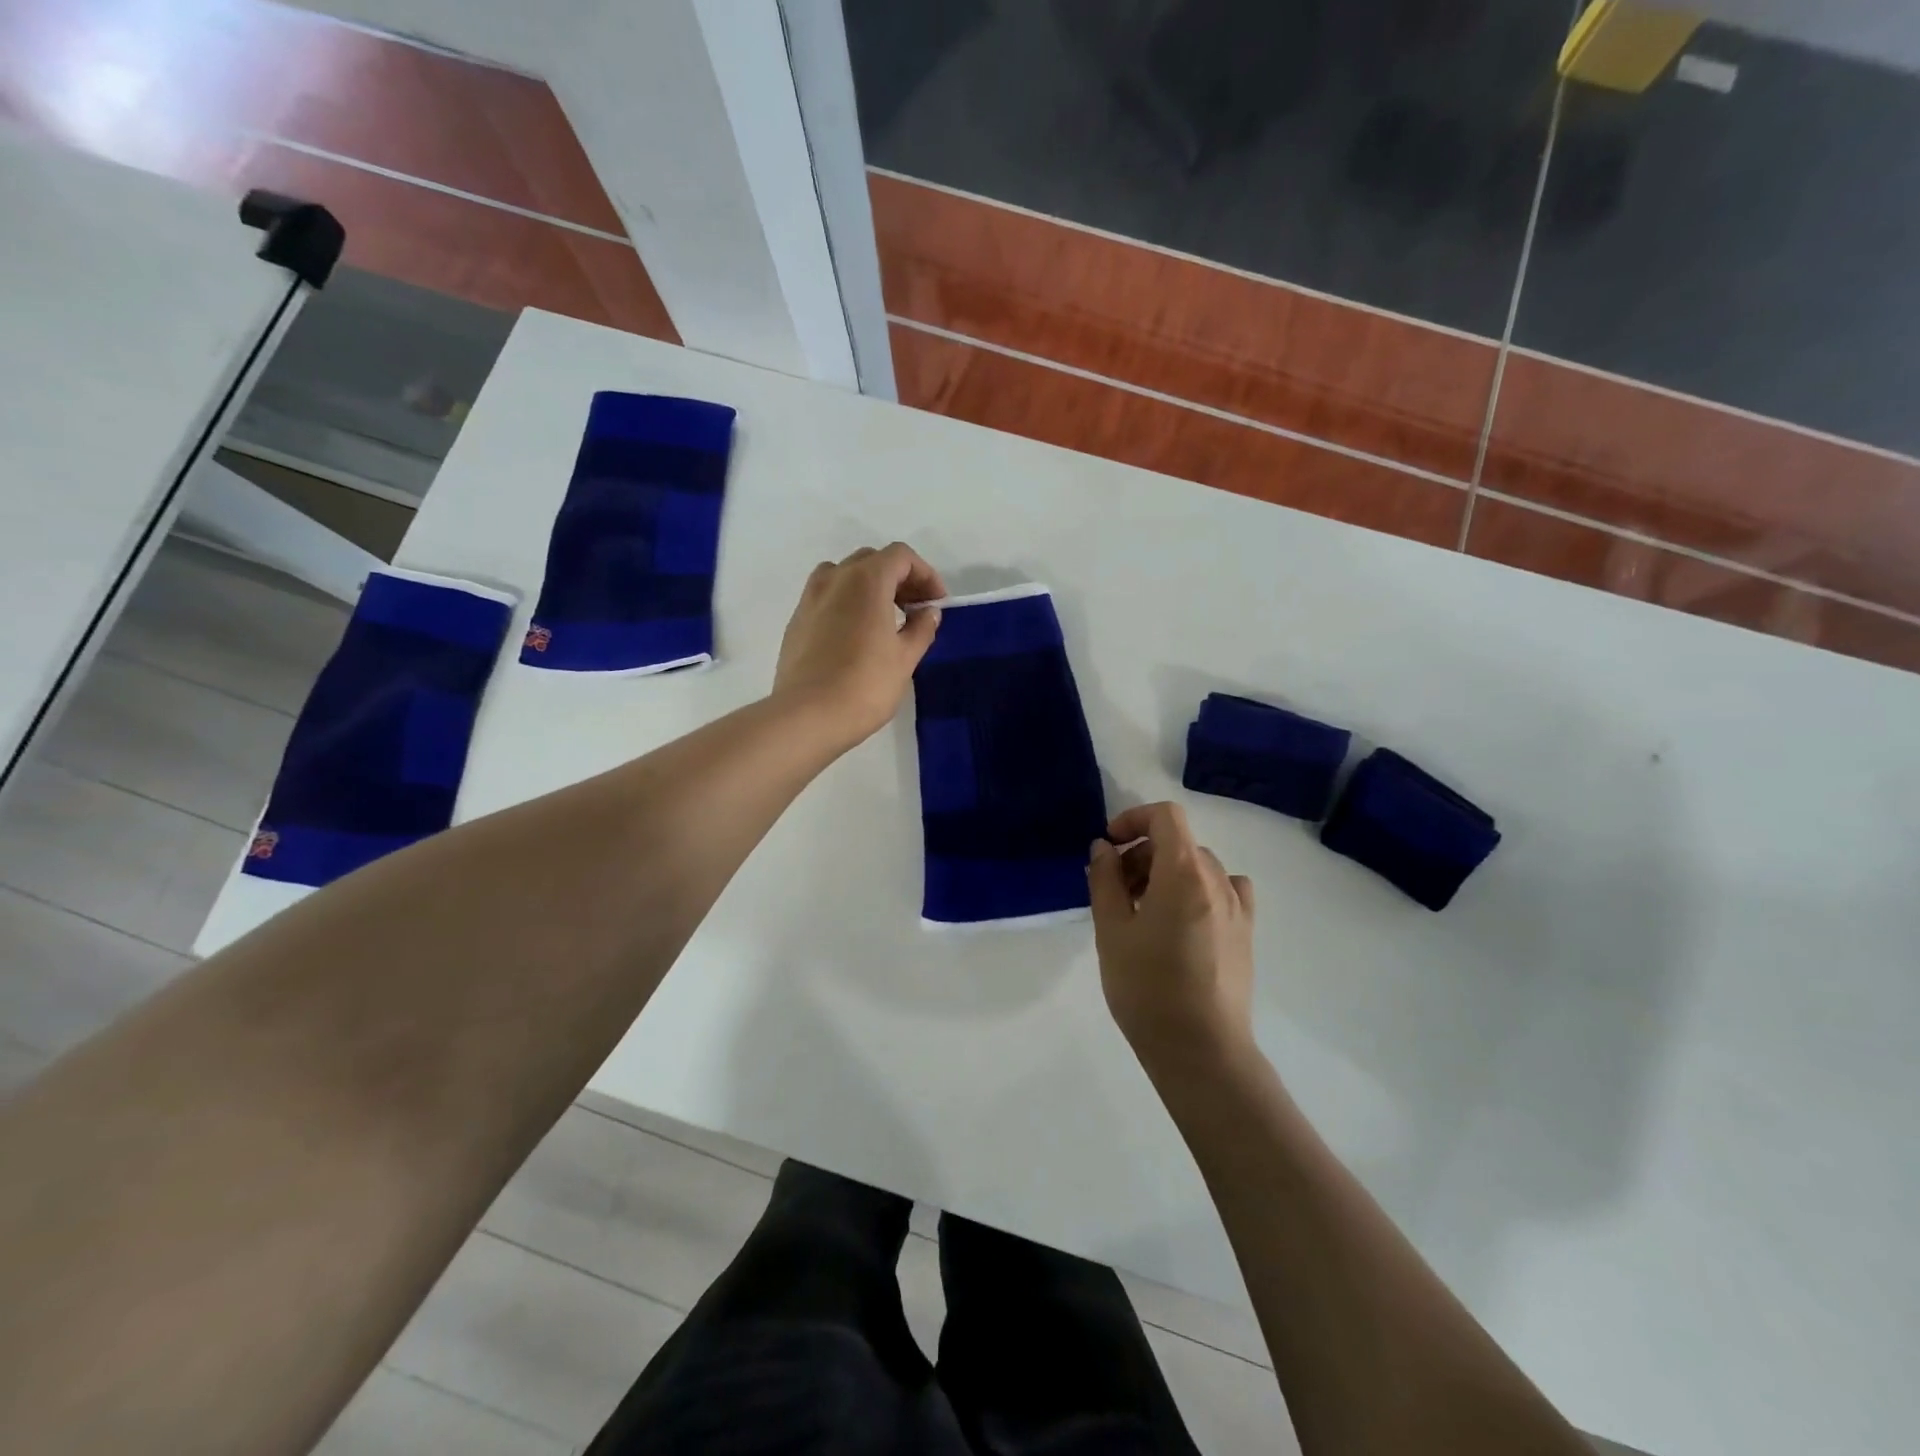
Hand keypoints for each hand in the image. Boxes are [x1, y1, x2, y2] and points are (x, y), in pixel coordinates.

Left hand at [773, 543, 945, 748]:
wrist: (807, 716)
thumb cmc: (865, 685)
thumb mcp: (905, 659)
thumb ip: (921, 628)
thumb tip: (928, 612)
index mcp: (866, 580)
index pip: (900, 556)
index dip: (925, 574)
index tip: (936, 603)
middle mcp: (835, 579)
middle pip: (872, 561)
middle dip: (899, 578)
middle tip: (915, 609)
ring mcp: (810, 598)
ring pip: (845, 575)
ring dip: (870, 587)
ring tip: (885, 619)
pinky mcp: (797, 620)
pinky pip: (827, 597)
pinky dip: (847, 603)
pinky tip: (857, 636)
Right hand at [1087, 802, 1257, 1077]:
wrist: (1201, 1049)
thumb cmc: (1147, 987)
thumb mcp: (1111, 930)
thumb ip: (1105, 880)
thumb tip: (1104, 848)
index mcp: (1184, 873)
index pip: (1166, 817)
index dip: (1133, 819)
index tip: (1109, 846)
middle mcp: (1217, 880)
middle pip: (1179, 843)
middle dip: (1142, 854)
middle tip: (1115, 890)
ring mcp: (1237, 907)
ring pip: (1199, 867)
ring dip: (1167, 874)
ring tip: (1143, 912)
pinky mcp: (1246, 933)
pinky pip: (1224, 891)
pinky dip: (1199, 891)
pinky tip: (1183, 922)